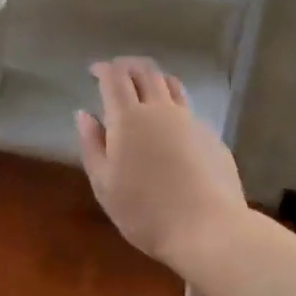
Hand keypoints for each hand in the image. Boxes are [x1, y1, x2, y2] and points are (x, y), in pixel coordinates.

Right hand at [75, 57, 245, 270]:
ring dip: (153, 78)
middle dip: (127, 66)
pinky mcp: (211, 136)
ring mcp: (190, 121)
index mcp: (128, 117)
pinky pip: (188, 108)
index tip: (94, 71)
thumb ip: (91, 144)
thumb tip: (84, 114)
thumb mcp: (104, 184)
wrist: (208, 230)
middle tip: (116, 72)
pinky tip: (170, 125)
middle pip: (145, 71)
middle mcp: (160, 109)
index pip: (114, 77)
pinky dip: (172, 104)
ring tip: (144, 87)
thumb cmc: (145, 211)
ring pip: (171, 84)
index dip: (103, 69)